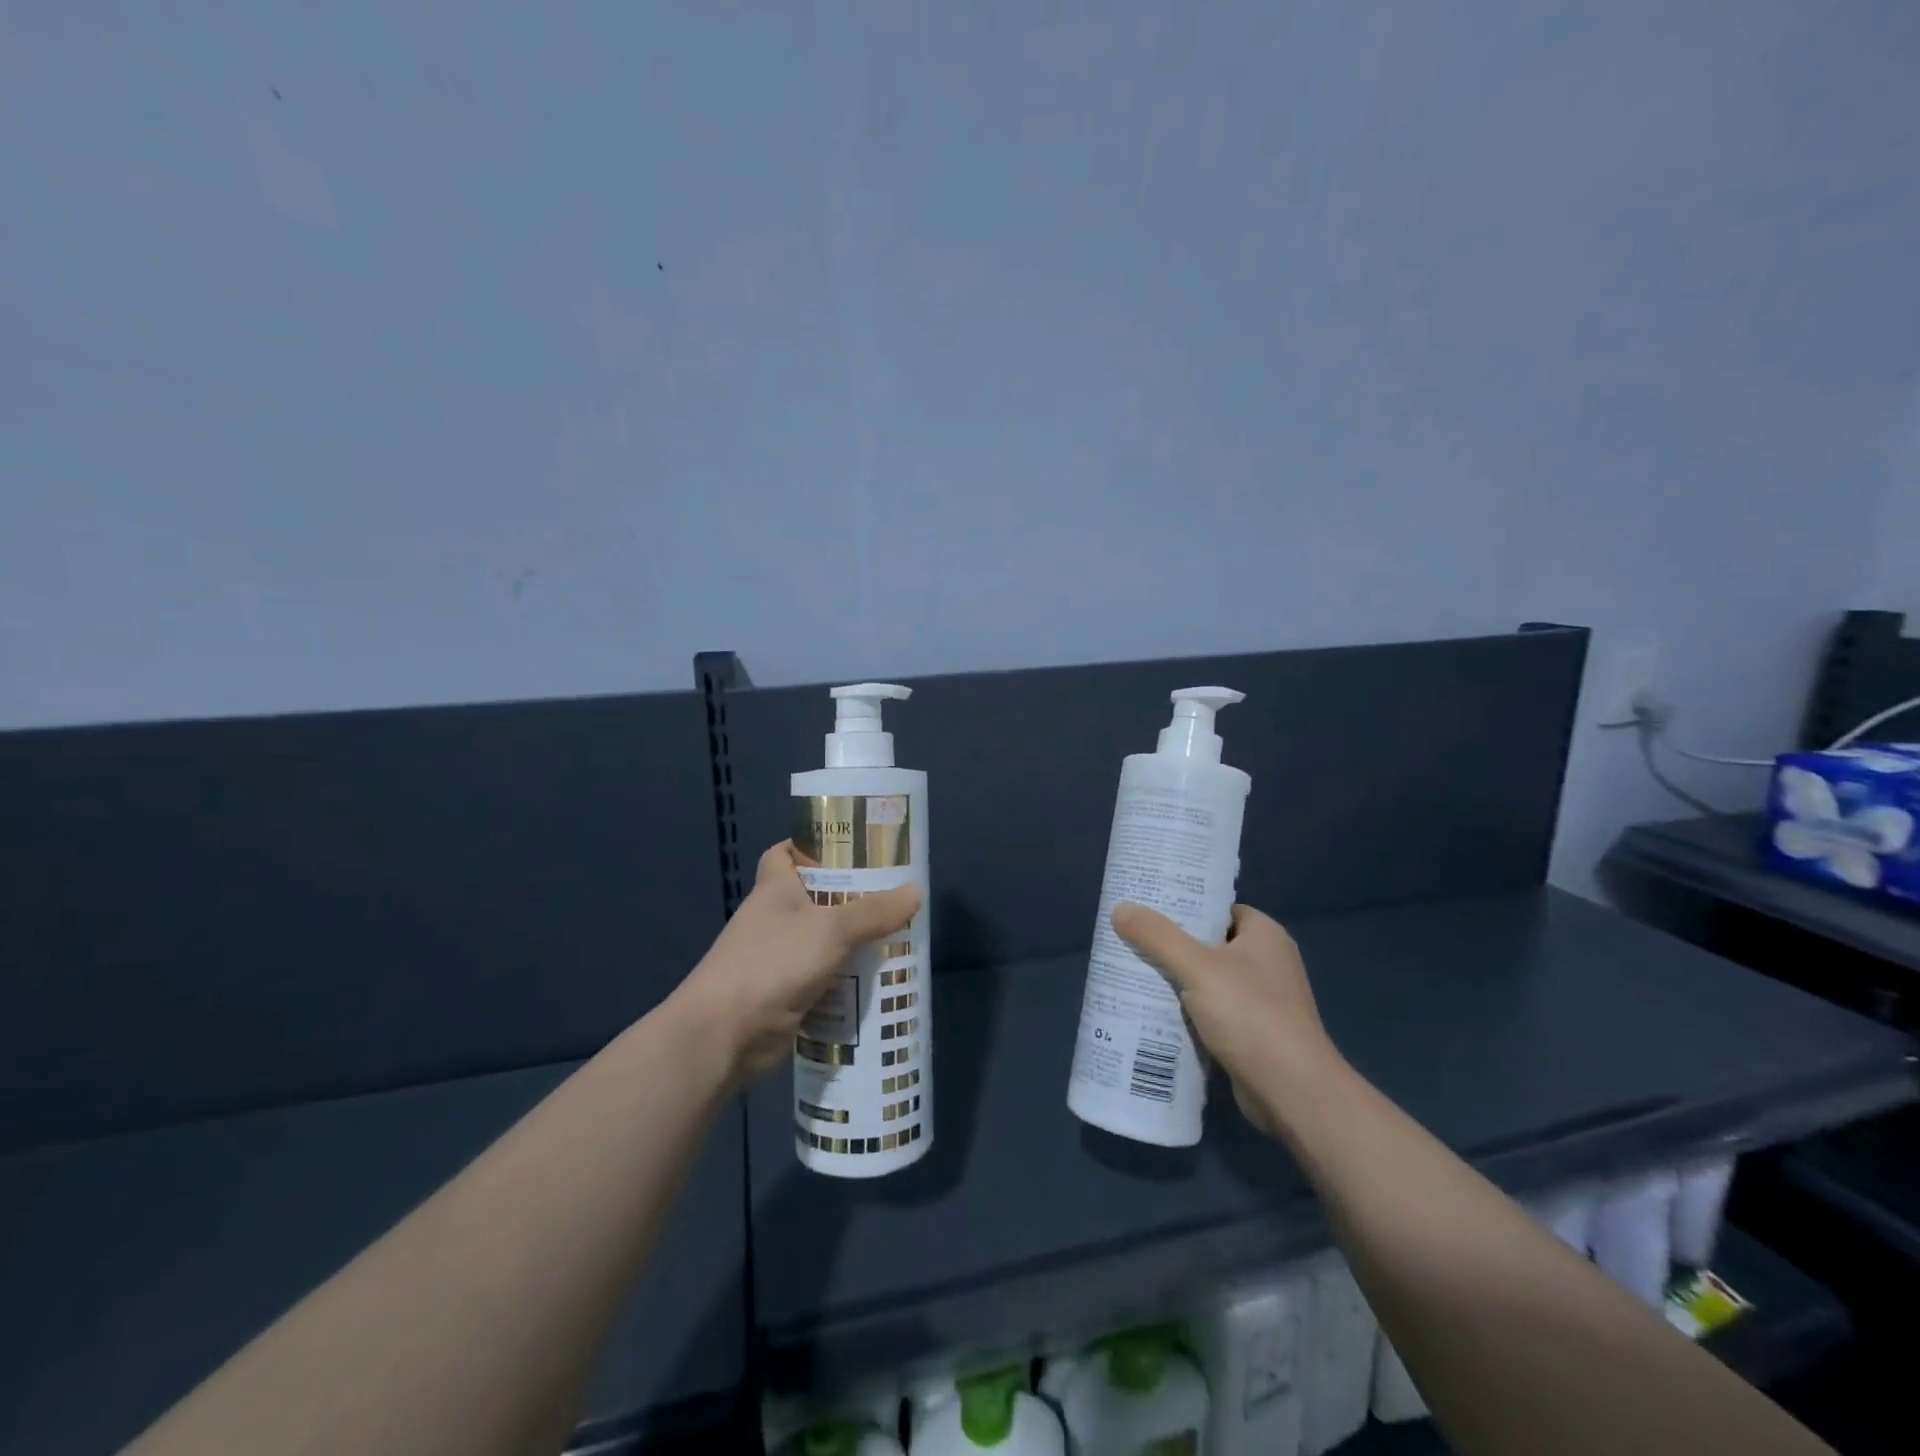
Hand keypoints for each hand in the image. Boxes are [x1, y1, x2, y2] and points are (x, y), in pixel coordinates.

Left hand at [674, 842, 920, 1083]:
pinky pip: (824, 980)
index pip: (785, 854)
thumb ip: (874, 911)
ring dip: (854, 942)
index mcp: (775, 889)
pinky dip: (846, 980)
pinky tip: (878, 980)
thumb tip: (916, 891)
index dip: (810, 846)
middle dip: (850, 897)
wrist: (725, 1034)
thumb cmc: (773, 962)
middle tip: (893, 894)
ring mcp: (778, 959)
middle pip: (815, 898)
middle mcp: (774, 919)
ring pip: (823, 942)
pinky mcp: (786, 994)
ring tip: (897, 935)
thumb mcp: (832, 929)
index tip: (847, 848)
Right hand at [1111, 902, 1337, 1135]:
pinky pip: (1212, 1013)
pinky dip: (1187, 1012)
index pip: (1219, 910)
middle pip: (1209, 944)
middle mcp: (1268, 963)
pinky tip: (1154, 1013)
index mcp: (1265, 935)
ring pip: (1208, 981)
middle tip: (1131, 941)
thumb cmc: (1251, 1015)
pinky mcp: (1254, 1035)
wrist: (1292, 1091)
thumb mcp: (1197, 967)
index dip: (1185, 907)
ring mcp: (1263, 1002)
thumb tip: (1120, 908)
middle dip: (1172, 946)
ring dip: (1176, 981)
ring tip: (1133, 974)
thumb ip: (1158, 936)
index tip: (1148, 908)